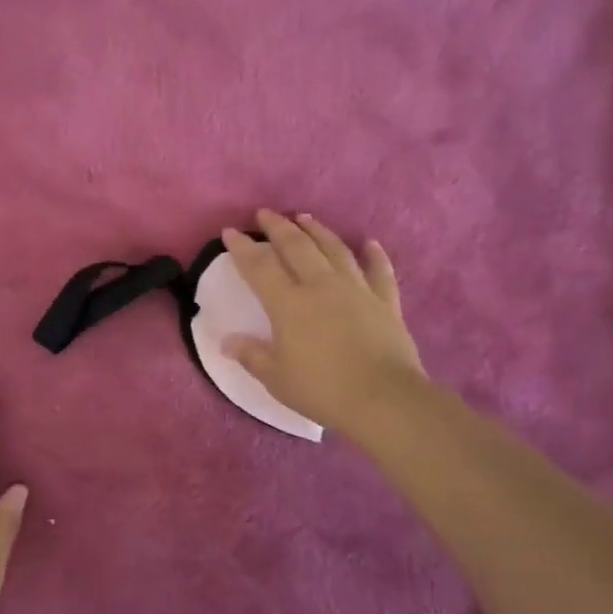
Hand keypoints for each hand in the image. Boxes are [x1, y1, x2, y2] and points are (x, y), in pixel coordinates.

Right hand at [221, 210, 425, 437]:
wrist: (384, 400)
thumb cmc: (322, 389)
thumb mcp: (276, 377)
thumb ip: (251, 355)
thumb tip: (227, 341)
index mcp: (289, 303)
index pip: (259, 267)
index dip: (242, 247)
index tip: (229, 232)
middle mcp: (321, 286)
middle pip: (297, 247)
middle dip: (278, 227)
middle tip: (265, 213)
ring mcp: (356, 290)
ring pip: (334, 250)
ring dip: (318, 230)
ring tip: (305, 217)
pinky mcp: (385, 303)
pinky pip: (380, 272)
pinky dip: (375, 255)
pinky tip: (370, 243)